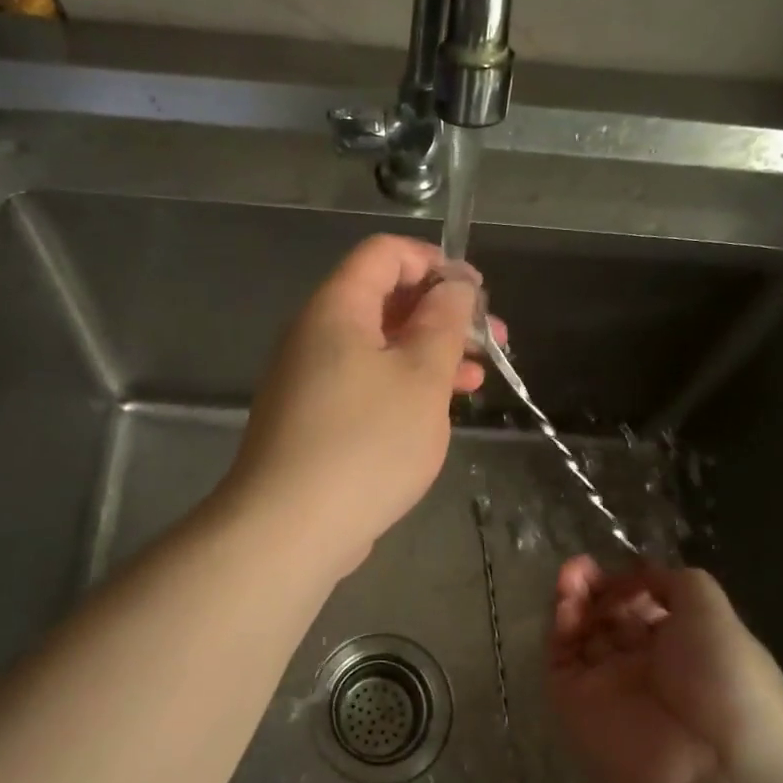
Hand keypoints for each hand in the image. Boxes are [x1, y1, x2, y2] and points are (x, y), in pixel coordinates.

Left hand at [224, 235, 491, 575]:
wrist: (290, 528)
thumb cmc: (366, 442)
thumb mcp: (422, 376)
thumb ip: (444, 322)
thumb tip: (456, 283)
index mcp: (337, 308)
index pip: (384, 254)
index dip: (435, 263)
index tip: (477, 296)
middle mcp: (317, 335)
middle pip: (385, 301)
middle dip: (443, 315)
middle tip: (493, 343)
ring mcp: (311, 379)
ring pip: (380, 348)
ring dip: (430, 355)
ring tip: (477, 381)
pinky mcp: (315, 420)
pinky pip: (365, 384)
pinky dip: (404, 387)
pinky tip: (437, 412)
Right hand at [548, 558, 782, 782]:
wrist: (713, 770)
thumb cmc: (726, 682)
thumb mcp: (714, 613)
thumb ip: (675, 582)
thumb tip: (640, 579)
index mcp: (685, 648)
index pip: (646, 608)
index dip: (632, 584)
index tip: (624, 570)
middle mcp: (644, 666)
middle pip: (609, 616)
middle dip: (597, 587)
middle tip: (583, 568)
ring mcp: (607, 685)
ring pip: (580, 633)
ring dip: (573, 598)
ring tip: (571, 575)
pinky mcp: (573, 702)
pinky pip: (559, 658)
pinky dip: (559, 627)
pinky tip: (566, 603)